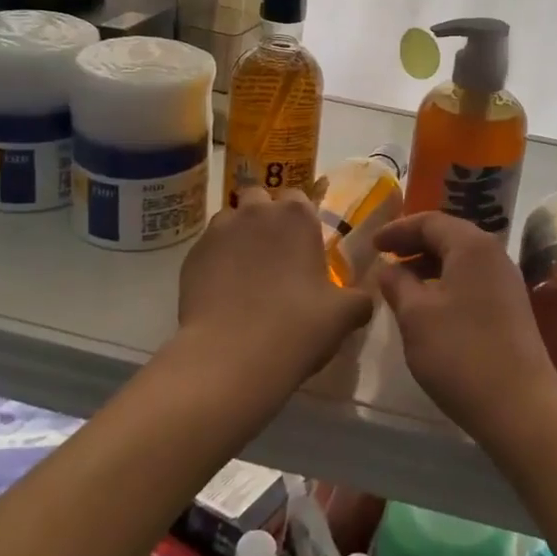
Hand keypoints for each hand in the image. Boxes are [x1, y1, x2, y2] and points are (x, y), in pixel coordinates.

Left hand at [178, 188, 374, 386]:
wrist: (230, 358)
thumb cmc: (296, 328)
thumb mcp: (345, 315)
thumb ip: (360, 298)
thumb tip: (365, 297)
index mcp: (297, 216)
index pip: (299, 197)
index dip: (300, 219)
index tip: (303, 245)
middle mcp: (257, 212)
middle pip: (260, 198)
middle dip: (265, 217)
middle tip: (274, 254)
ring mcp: (219, 231)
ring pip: (231, 219)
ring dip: (239, 235)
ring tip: (245, 272)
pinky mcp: (191, 256)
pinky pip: (208, 248)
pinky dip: (216, 260)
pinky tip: (222, 291)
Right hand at [372, 213, 556, 440]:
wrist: (520, 406)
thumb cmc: (460, 353)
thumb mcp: (416, 316)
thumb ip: (398, 284)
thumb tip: (389, 268)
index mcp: (472, 245)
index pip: (430, 221)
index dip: (398, 229)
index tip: (373, 243)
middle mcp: (494, 254)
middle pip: (449, 235)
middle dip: (414, 245)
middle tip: (385, 258)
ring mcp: (506, 281)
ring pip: (461, 259)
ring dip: (430, 266)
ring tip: (401, 284)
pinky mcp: (511, 307)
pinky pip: (472, 279)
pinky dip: (446, 282)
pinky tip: (429, 306)